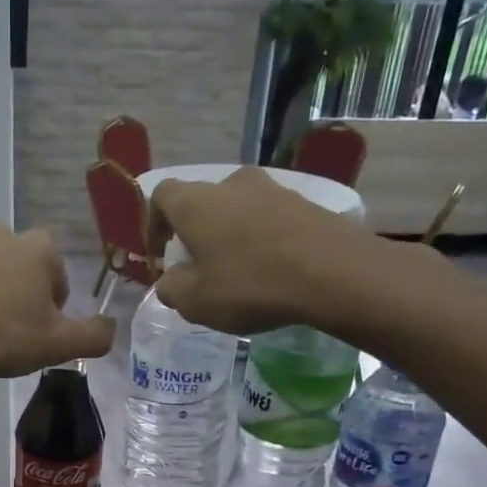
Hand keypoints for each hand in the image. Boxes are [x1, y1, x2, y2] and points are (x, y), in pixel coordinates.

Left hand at [0, 225, 114, 383]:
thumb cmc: (3, 337)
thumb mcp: (59, 345)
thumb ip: (95, 335)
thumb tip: (110, 327)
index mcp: (38, 247)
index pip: (58, 275)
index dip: (53, 307)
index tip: (39, 331)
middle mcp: (3, 232)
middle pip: (25, 271)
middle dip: (24, 297)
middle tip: (13, 333)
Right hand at [147, 166, 428, 335]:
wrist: (333, 273)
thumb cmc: (250, 285)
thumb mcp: (195, 302)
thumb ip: (171, 289)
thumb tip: (169, 281)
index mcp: (195, 203)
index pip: (161, 195)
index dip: (154, 224)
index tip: (160, 254)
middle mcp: (231, 184)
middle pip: (201, 202)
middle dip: (194, 232)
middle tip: (198, 267)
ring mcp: (272, 188)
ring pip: (236, 209)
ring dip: (229, 235)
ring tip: (237, 271)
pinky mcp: (304, 201)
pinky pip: (268, 218)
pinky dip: (260, 238)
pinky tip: (270, 269)